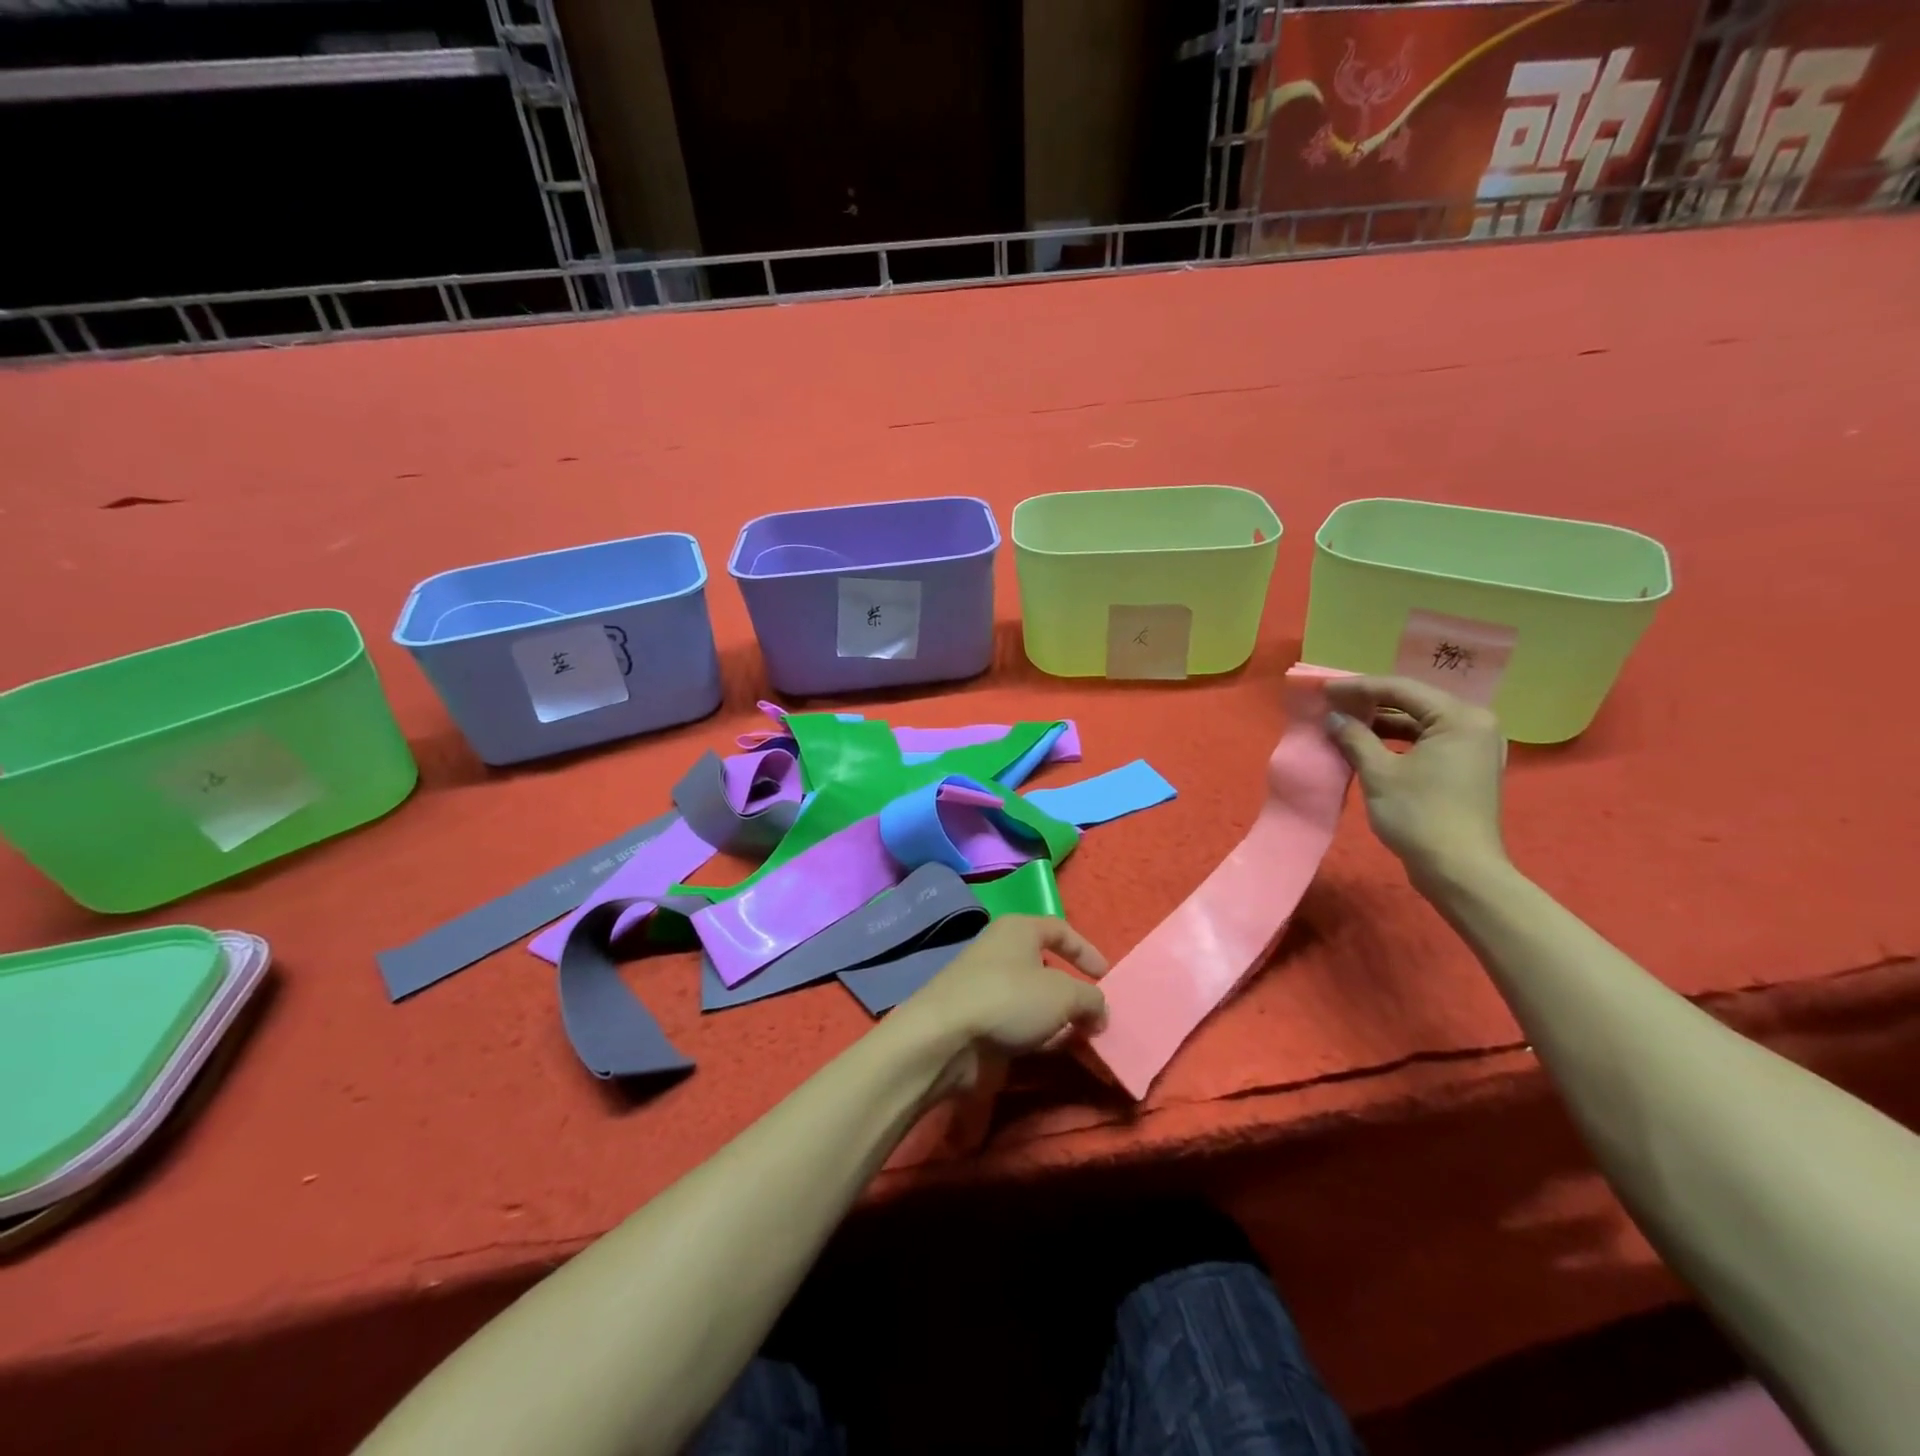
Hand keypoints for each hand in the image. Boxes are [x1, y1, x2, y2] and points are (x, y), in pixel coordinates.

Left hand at [891, 916, 1109, 1096]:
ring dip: (1057, 1017)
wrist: (945, 1037)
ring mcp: (986, 987)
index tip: (1106, 977)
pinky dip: (1038, 1035)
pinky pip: (1017, 1023)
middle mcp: (1000, 951)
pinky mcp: (978, 1020)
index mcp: (1018, 929)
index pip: (1059, 930)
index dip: (1086, 951)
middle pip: (1046, 966)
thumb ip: (1090, 999)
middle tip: (1095, 1016)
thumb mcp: (1063, 995)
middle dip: (1073, 991)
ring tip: (1082, 1038)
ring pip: (1032, 999)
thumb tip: (1100, 1011)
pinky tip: (1053, 1051)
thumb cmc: (1008, 999)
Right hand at [1322, 675, 1509, 891]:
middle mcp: (1475, 724)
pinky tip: (1368, 744)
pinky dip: (1397, 740)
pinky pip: (1428, 741)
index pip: (1401, 688)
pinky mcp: (1467, 767)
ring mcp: (1475, 747)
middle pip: (1413, 701)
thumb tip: (1334, 718)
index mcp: (1460, 717)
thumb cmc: (1419, 815)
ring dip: (1382, 722)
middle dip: (1370, 702)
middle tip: (1332, 703)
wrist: (1459, 871)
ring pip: (1420, 722)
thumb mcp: (1379, 772)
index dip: (1358, 687)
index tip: (1324, 690)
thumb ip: (1355, 737)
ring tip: (1344, 722)